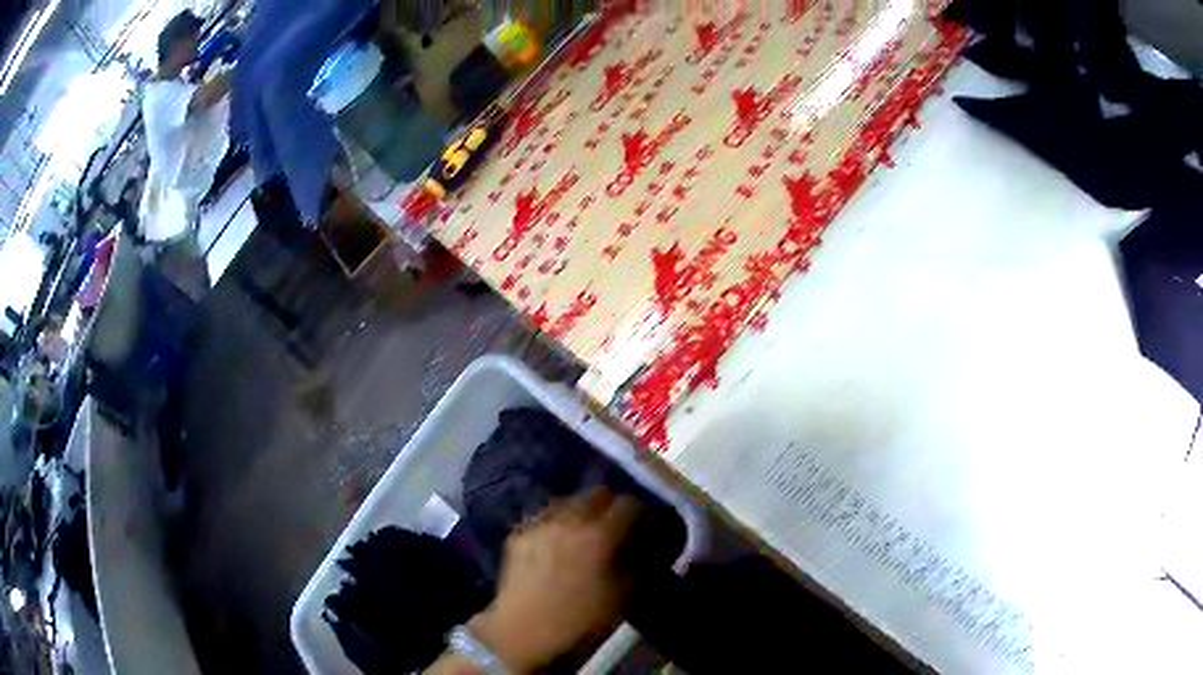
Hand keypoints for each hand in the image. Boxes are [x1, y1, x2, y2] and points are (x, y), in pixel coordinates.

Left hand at [469, 488, 641, 671]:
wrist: (522, 630)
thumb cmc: (579, 618)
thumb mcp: (622, 595)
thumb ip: (638, 561)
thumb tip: (645, 542)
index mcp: (599, 533)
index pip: (629, 503)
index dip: (641, 513)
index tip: (643, 527)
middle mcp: (569, 519)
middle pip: (597, 493)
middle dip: (610, 506)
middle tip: (614, 527)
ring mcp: (539, 523)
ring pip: (567, 501)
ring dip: (581, 511)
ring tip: (583, 533)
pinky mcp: (518, 533)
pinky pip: (544, 517)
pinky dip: (556, 523)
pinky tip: (557, 544)